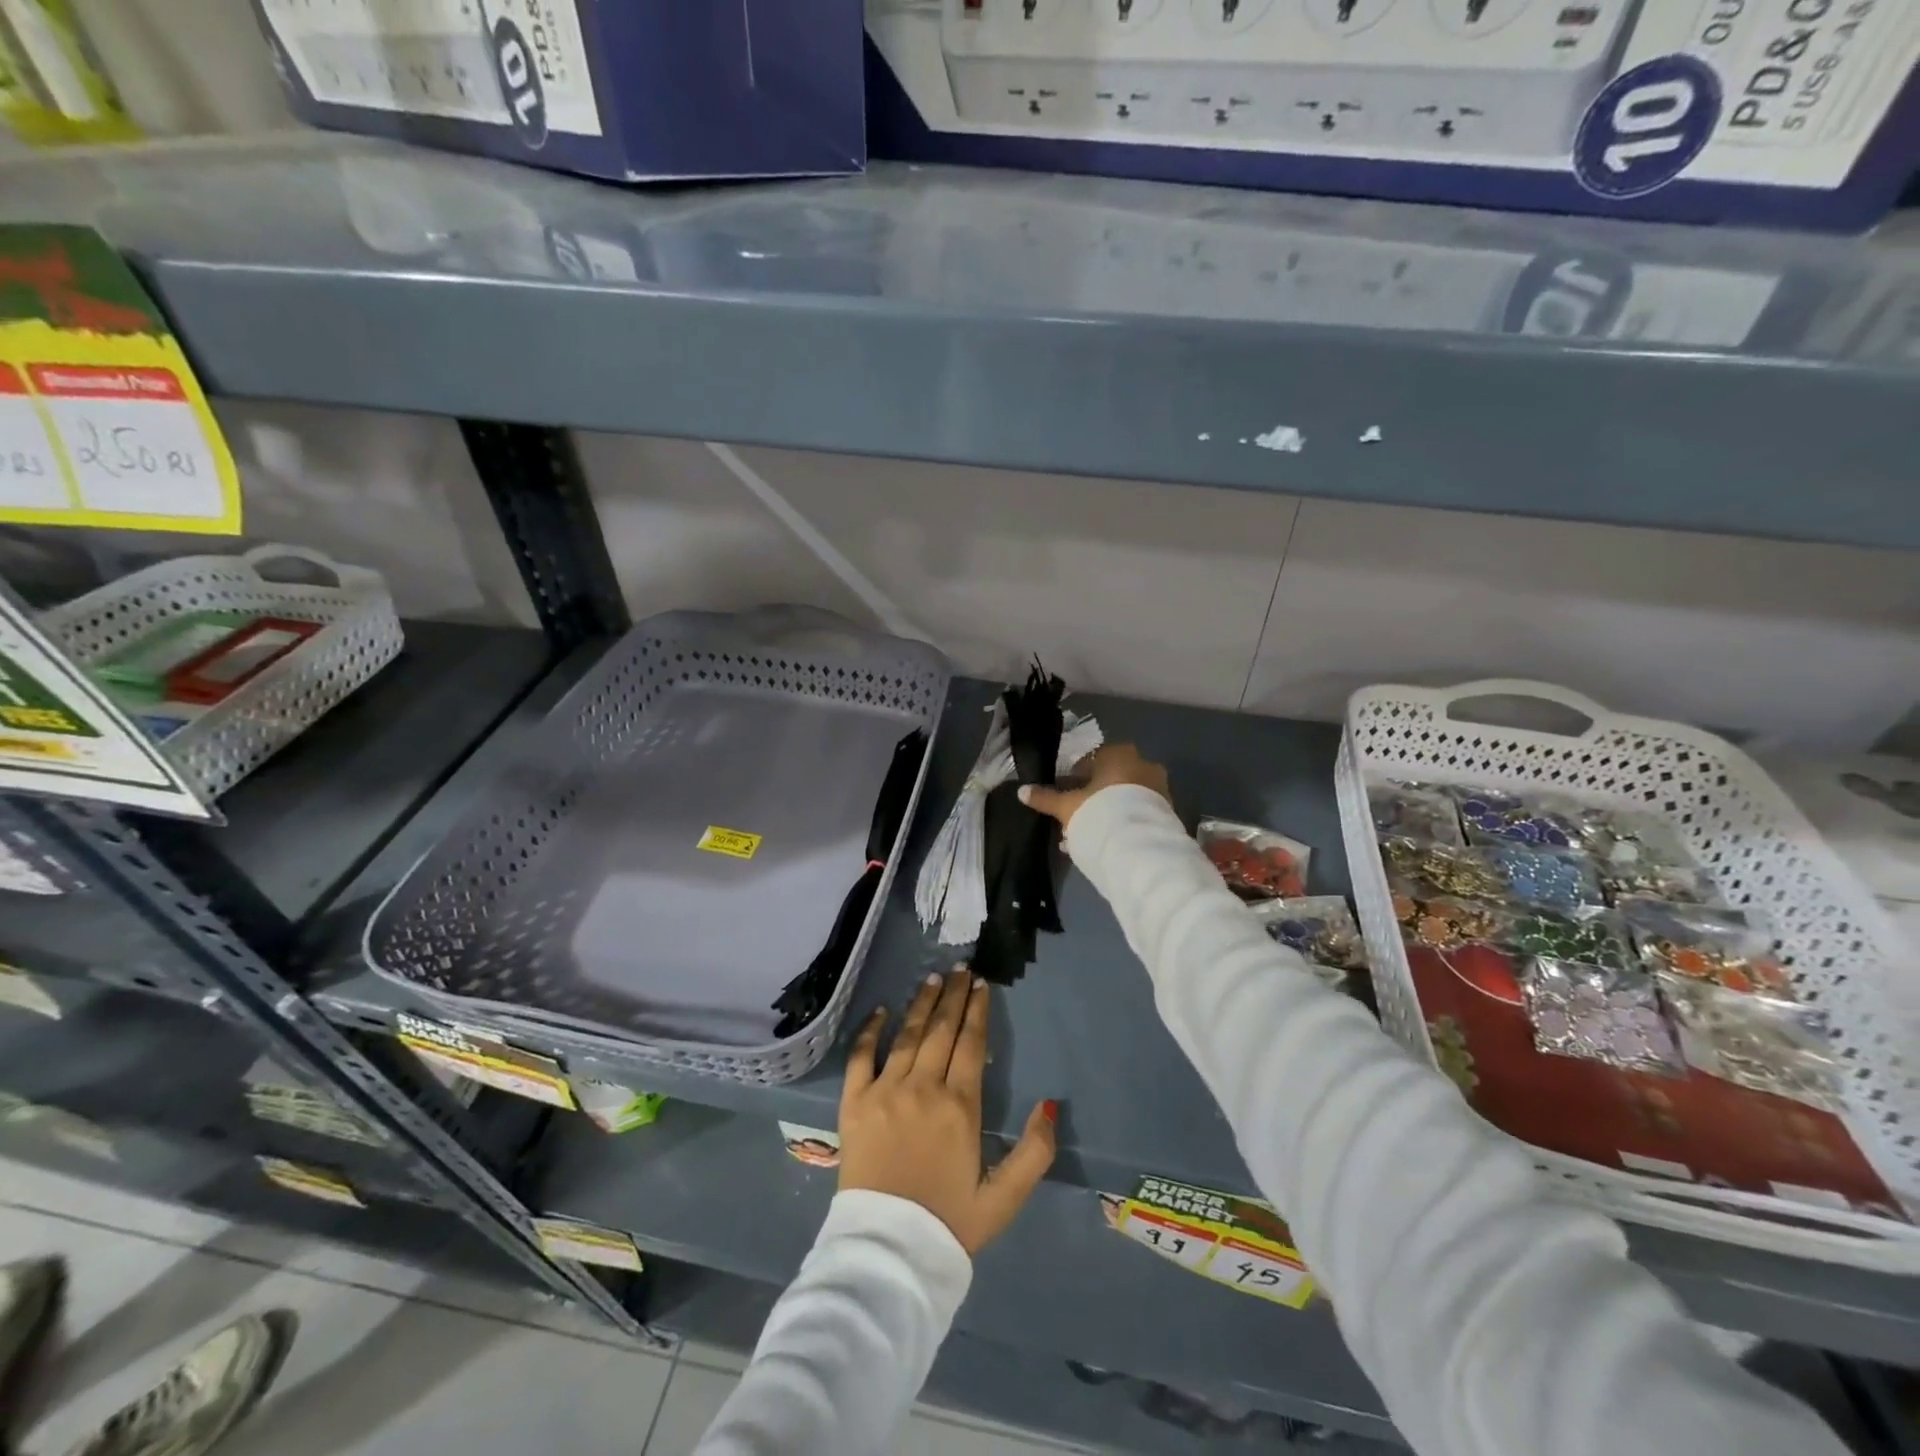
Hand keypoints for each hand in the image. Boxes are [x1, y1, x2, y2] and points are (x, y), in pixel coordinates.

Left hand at [839, 969, 1055, 1254]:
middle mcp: (923, 1088)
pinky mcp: (854, 1103)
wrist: (887, 1254)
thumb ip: (1034, 1152)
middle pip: (941, 1030)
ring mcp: (885, 1091)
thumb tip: (1049, 1104)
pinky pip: (861, 1056)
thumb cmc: (948, 1224)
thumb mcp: (1004, 1198)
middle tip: (960, 970)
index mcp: (960, 1107)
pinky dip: (870, 1030)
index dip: (977, 1011)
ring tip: (932, 978)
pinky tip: (880, 1010)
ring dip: (921, 1003)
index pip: (971, 1044)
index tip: (981, 986)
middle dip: (953, 996)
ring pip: (907, 1035)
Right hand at [1017, 743, 1170, 830]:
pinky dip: (1124, 821)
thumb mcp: (1067, 806)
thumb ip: (1045, 798)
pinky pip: (1139, 812)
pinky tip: (1109, 840)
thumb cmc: (1099, 812)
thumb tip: (1021, 791)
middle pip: (1110, 779)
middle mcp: (1143, 764)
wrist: (1140, 845)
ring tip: (1091, 834)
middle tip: (1078, 817)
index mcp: (1118, 754)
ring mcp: (1158, 787)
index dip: (1075, 779)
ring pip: (1126, 796)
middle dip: (1094, 797)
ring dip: (1109, 810)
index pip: (1092, 760)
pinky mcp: (1167, 811)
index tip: (1067, 796)